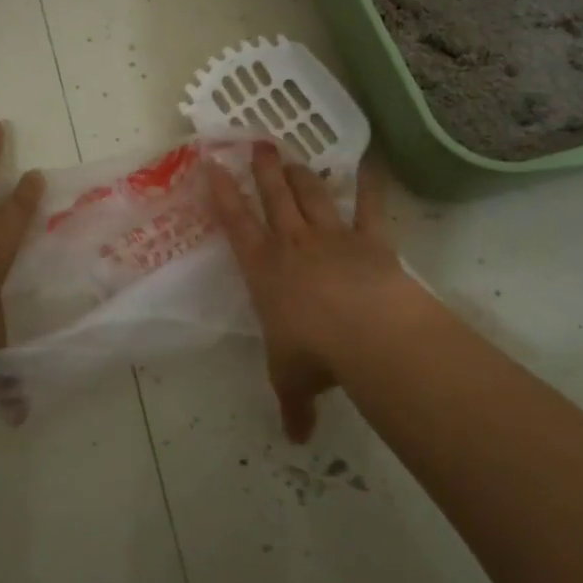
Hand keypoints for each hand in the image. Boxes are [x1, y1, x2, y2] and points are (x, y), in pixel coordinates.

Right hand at [208, 144, 414, 441]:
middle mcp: (293, 244)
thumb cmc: (314, 353)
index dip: (223, 193)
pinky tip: (369, 162)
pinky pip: (368, 206)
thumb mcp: (293, 381)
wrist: (366, 332)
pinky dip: (369, 184)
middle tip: (257, 143)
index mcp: (263, 269)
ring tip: (292, 155)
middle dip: (263, 170)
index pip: (235, 224)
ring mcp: (332, 237)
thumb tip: (297, 439)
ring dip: (301, 174)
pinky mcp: (369, 239)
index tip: (213, 164)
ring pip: (311, 195)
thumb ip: (294, 405)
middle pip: (274, 197)